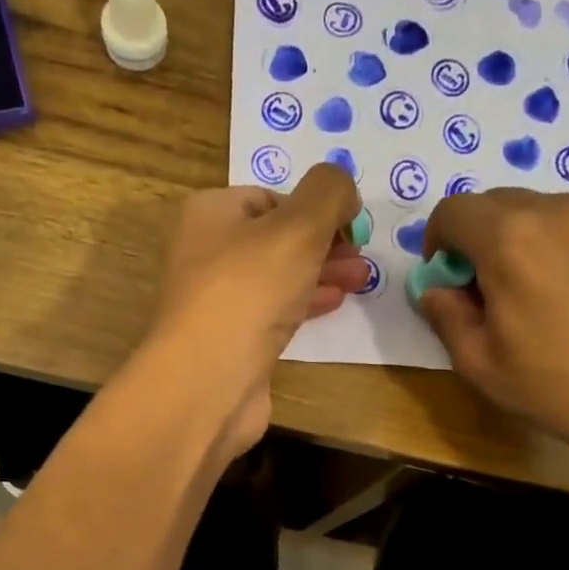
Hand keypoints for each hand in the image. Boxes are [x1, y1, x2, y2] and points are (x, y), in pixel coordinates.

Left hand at [148, 165, 367, 449]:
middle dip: (324, 245)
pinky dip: (303, 305)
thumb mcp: (299, 226)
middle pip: (276, 238)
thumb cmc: (249, 291)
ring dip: (320, 274)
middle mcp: (206, 253)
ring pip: (277, 277)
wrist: (208, 381)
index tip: (350, 227)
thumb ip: (328, 194)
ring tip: (361, 280)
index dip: (314, 208)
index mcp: (210, 213)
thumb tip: (343, 188)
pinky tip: (333, 305)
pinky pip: (272, 313)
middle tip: (362, 258)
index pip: (270, 197)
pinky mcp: (231, 342)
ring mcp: (216, 301)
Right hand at [418, 190, 568, 453]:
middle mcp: (550, 209)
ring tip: (521, 291)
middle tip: (479, 290)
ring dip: (510, 239)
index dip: (436, 243)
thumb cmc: (549, 382)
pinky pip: (563, 221)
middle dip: (472, 239)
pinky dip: (545, 241)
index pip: (452, 211)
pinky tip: (556, 288)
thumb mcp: (477, 360)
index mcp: (508, 239)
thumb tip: (435, 290)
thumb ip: (445, 314)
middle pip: (491, 204)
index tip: (445, 280)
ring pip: (529, 209)